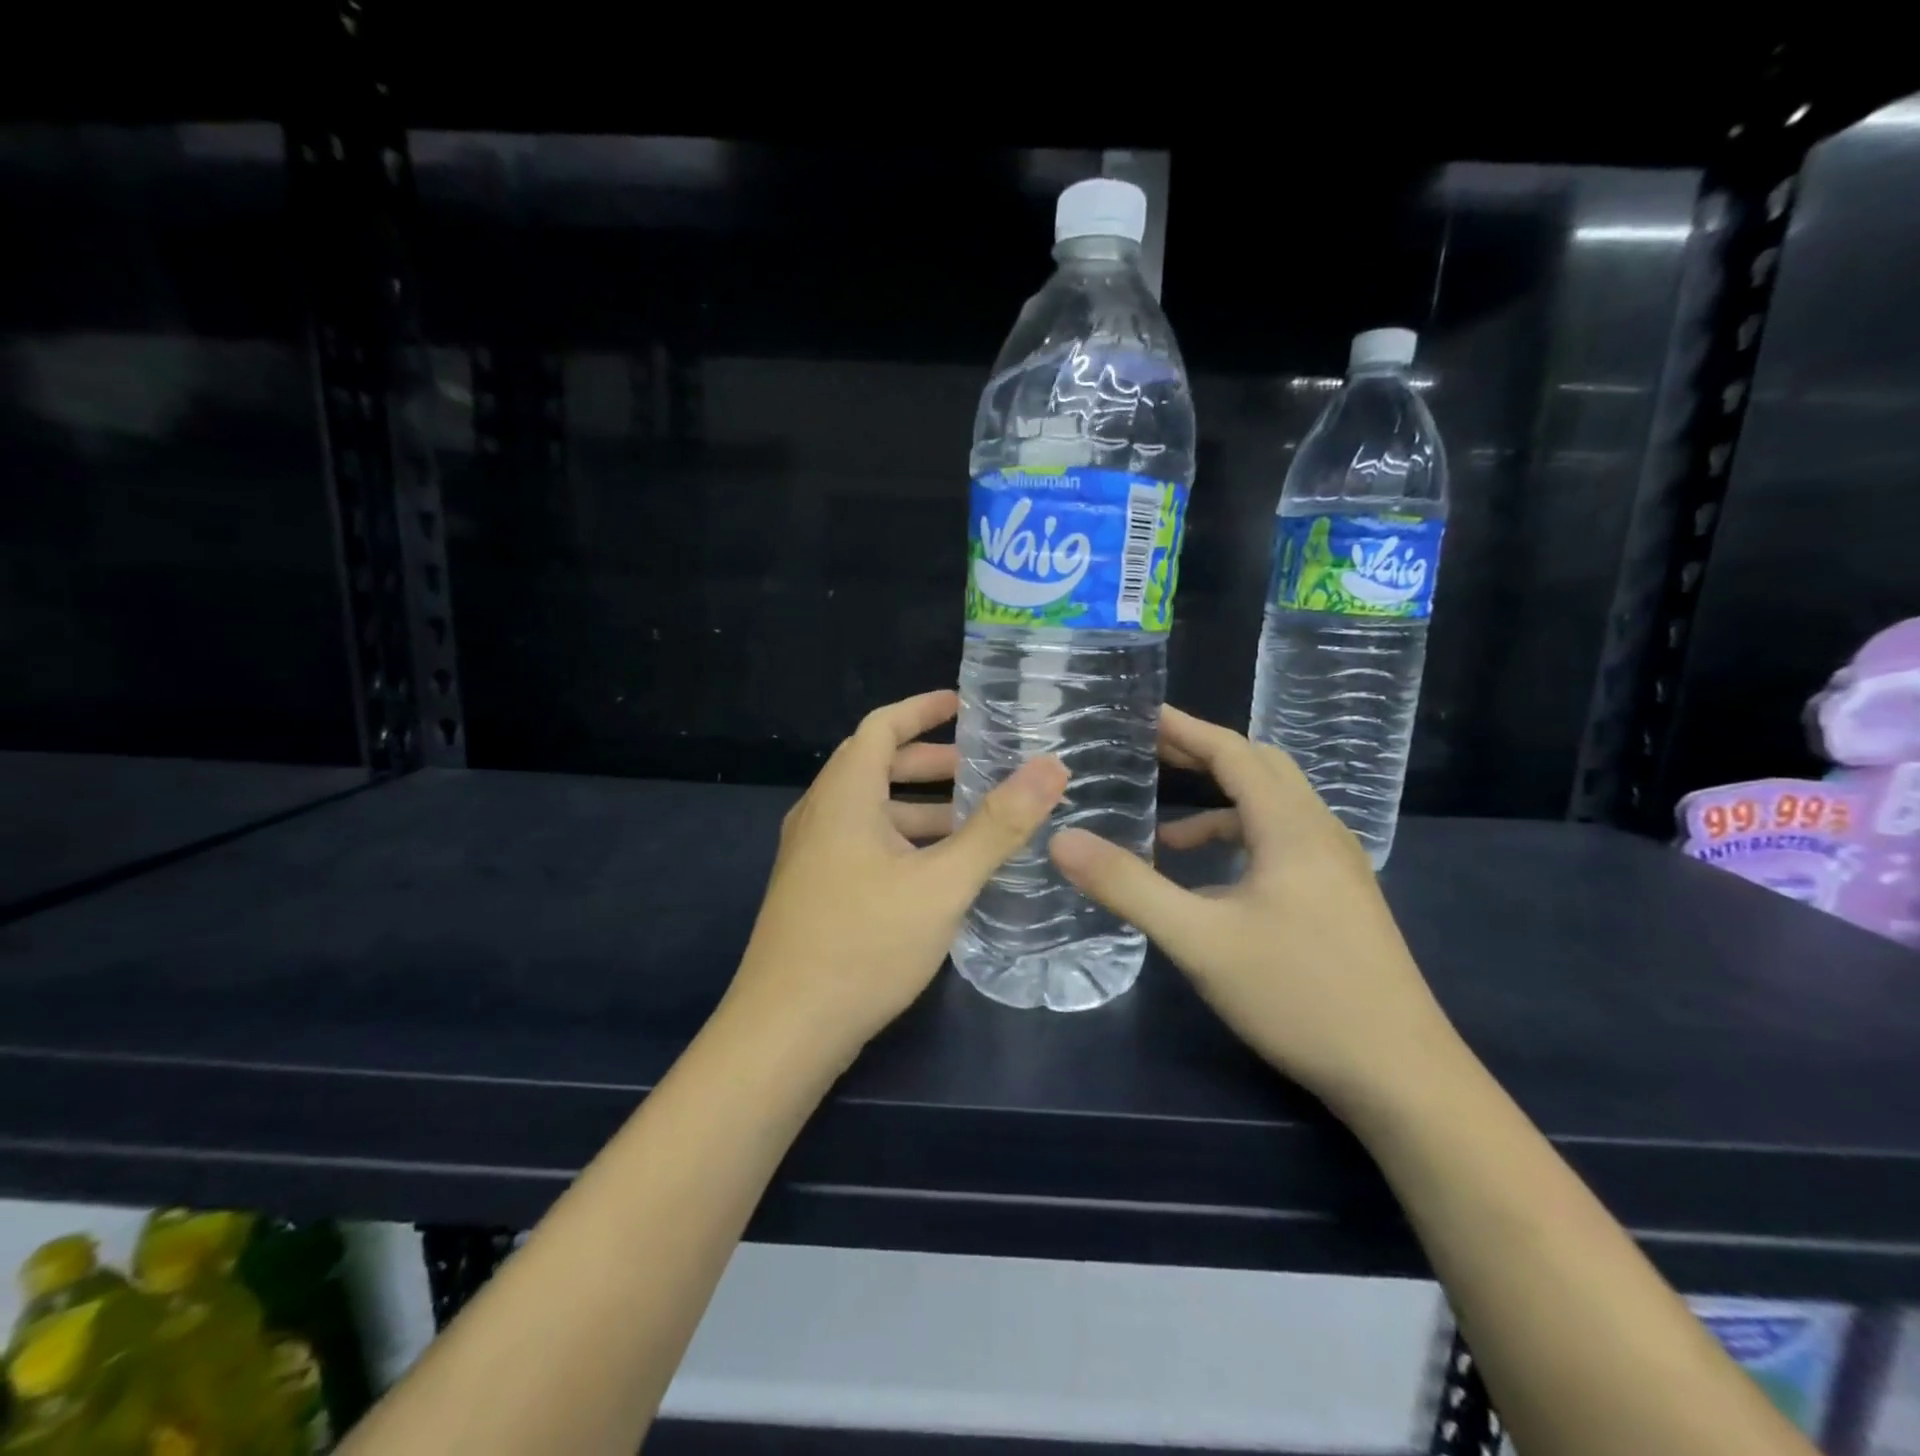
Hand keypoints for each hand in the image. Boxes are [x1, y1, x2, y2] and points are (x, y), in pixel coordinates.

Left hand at [728, 689, 1068, 1063]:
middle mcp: (820, 816)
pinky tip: (940, 872)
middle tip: (983, 769)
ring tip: (976, 822)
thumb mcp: (941, 883)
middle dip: (931, 762)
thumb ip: (998, 826)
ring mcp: (812, 857)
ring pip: (872, 811)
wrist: (785, 1031)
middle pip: (876, 766)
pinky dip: (905, 841)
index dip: (922, 709)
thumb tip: (1051, 768)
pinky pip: (865, 845)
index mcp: (843, 796)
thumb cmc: (863, 944)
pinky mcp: (815, 892)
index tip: (965, 705)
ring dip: (921, 808)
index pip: (880, 726)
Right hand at [1049, 706, 1458, 1111]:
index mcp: (1291, 827)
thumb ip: (1129, 887)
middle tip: (1149, 754)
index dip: (1187, 729)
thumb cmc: (1299, 995)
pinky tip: (1210, 884)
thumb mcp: (1200, 941)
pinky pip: (1283, 845)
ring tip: (1164, 830)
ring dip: (1220, 805)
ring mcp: (1337, 867)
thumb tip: (1062, 841)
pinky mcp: (1340, 898)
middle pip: (1260, 770)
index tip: (1142, 714)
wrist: (1401, 1075)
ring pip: (1274, 810)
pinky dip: (1240, 843)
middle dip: (1203, 756)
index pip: (1235, 753)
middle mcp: (1320, 833)